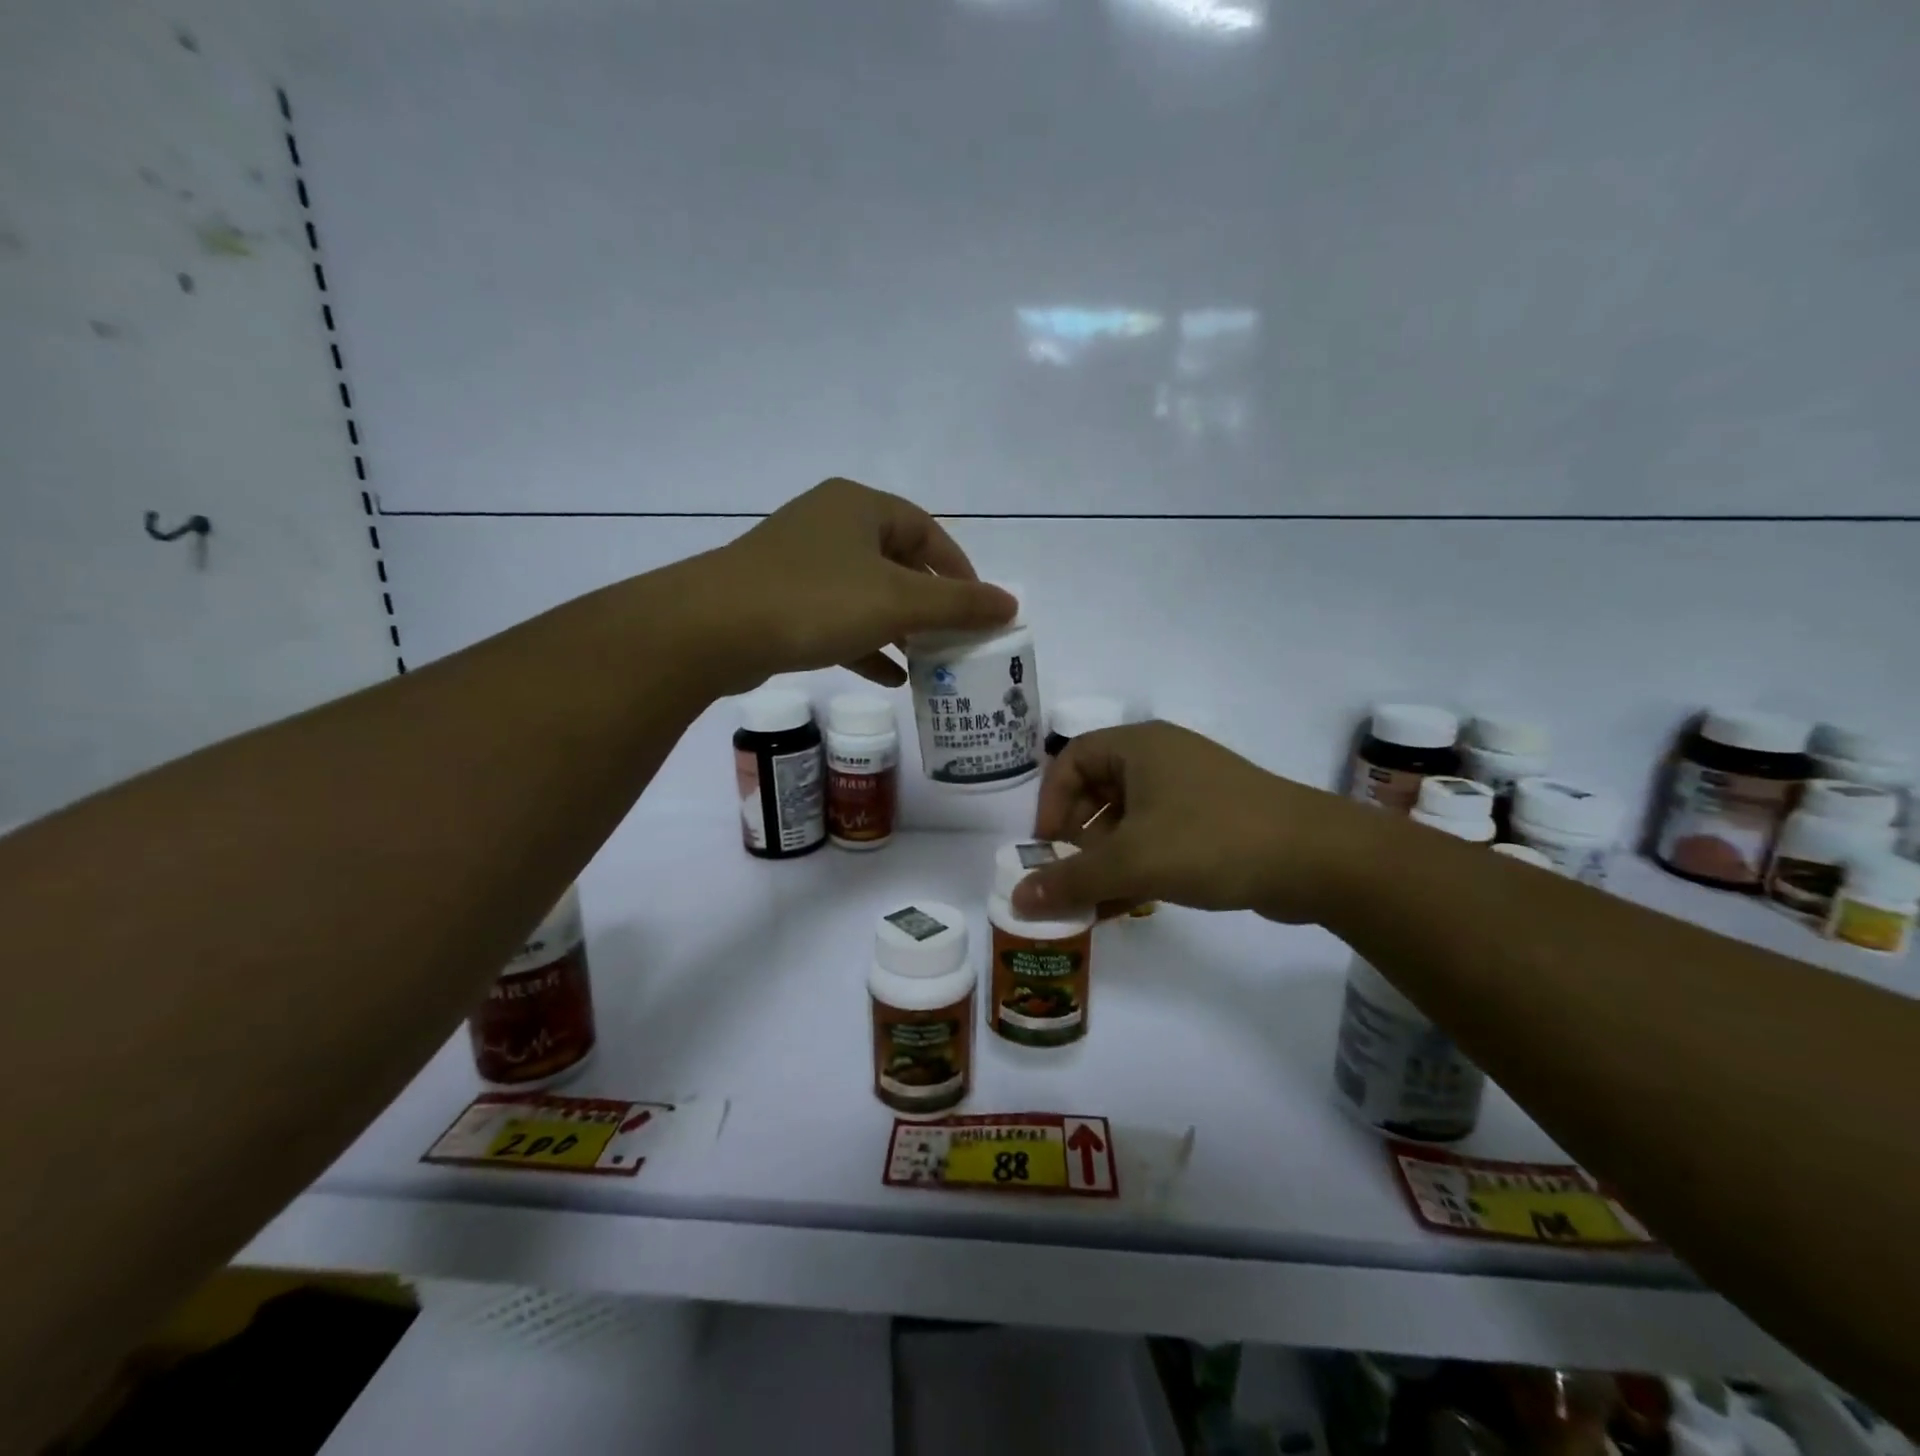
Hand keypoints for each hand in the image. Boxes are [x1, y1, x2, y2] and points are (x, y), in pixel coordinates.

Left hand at [701, 479, 1015, 691]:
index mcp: (859, 508)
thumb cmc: (815, 601)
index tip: (979, 609)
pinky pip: (837, 618)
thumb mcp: (897, 603)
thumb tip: (1010, 605)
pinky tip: (888, 676)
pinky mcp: (779, 599)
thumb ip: (957, 605)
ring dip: (899, 627)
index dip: (959, 570)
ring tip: (928, 661)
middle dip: (929, 604)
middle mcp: (830, 525)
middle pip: (897, 562)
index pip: (927, 532)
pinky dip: (866, 643)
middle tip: (954, 638)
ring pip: (866, 593)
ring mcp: (800, 563)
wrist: (712, 630)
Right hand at [1012, 721, 1373, 924]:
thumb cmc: (1211, 841)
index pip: (1070, 760)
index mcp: (1138, 747)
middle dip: (1076, 837)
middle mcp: (1162, 758)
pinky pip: (1158, 835)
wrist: (1317, 859)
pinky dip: (1137, 864)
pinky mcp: (1213, 819)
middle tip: (1068, 875)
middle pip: (1097, 790)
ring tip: (1093, 900)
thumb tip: (1016, 899)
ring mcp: (1191, 788)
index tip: (1045, 847)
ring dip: (1105, 857)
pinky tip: (1126, 905)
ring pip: (1128, 818)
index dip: (1049, 803)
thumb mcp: (1132, 861)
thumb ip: (1070, 880)